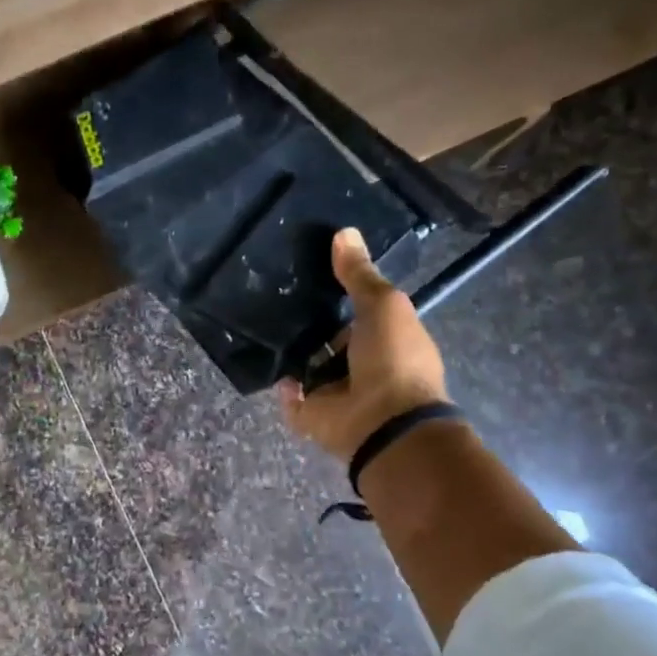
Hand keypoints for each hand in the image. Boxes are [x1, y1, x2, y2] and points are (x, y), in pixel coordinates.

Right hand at [278, 227, 449, 460]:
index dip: (340, 295)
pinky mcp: (312, 415)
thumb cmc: (393, 358)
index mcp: (386, 340)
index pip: (359, 313)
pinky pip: (291, 397)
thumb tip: (343, 233)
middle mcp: (360, 366)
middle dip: (310, 324)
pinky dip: (283, 386)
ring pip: (308, 367)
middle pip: (329, 340)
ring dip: (293, 353)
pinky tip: (270, 361)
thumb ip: (359, 274)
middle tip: (277, 296)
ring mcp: (335, 393)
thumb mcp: (383, 305)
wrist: (383, 422)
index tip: (313, 272)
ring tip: (263, 322)